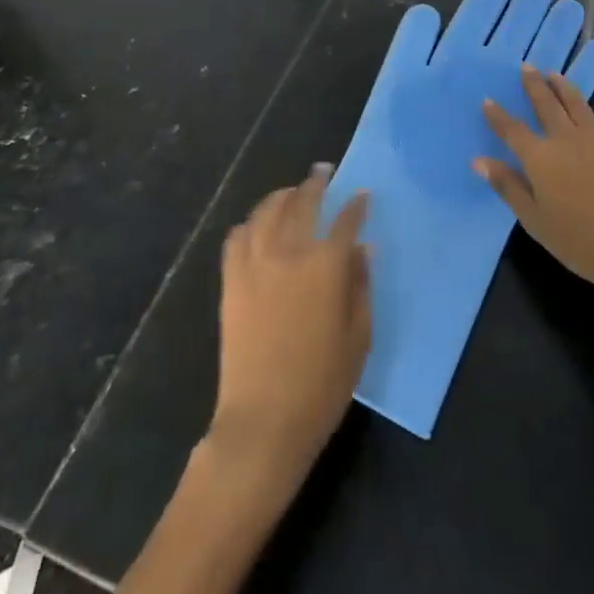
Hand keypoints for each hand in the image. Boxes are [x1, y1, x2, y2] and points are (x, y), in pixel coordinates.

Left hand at [209, 165, 370, 477]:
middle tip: (323, 171)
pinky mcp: (231, 282)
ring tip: (291, 192)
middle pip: (302, 203)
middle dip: (315, 183)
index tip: (362, 195)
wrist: (263, 422)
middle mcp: (288, 253)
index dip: (356, 205)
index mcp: (325, 266)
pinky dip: (249, 223)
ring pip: (266, 212)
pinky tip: (257, 224)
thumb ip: (361, 286)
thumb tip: (362, 249)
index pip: (345, 222)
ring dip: (281, 196)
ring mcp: (254, 265)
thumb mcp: (358, 337)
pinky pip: (237, 238)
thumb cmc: (322, 385)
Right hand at [477, 69, 593, 305]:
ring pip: (577, 104)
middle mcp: (565, 139)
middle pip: (546, 105)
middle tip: (526, 66)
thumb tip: (479, 160)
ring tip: (555, 73)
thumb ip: (507, 186)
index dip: (498, 115)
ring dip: (564, 87)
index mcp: (539, 158)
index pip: (512, 130)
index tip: (487, 100)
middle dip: (534, 85)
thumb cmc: (577, 240)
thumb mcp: (533, 219)